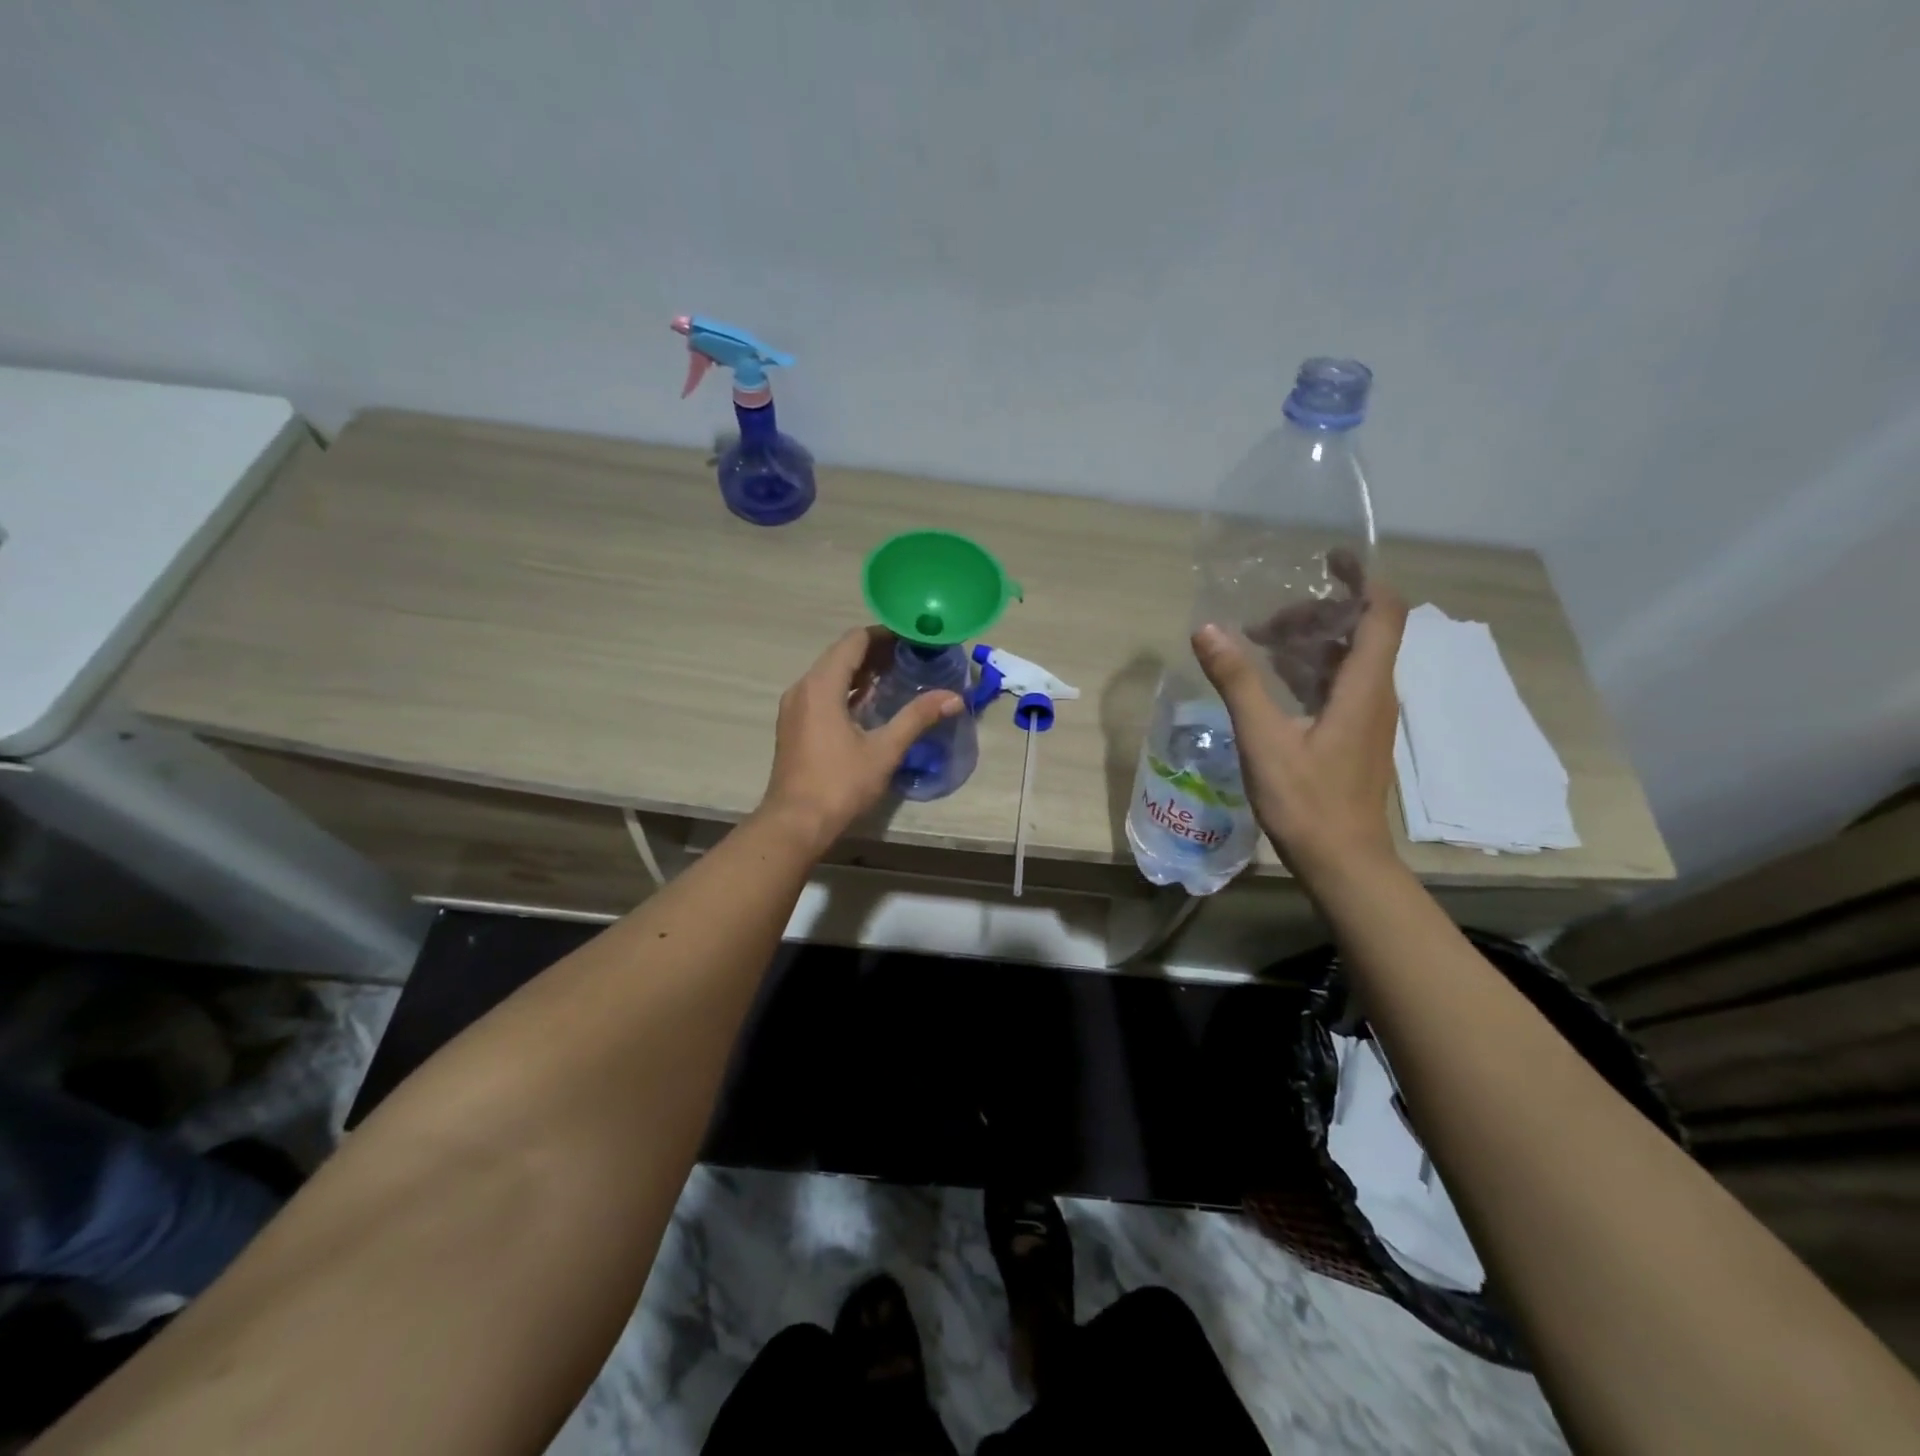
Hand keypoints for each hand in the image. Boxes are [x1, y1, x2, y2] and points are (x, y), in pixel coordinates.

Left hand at [757, 626, 963, 850]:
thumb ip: (917, 718)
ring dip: (862, 670)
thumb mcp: (884, 750)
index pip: (854, 641)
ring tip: (898, 674)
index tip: (914, 637)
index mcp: (821, 685)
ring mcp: (795, 707)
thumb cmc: (839, 784)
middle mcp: (803, 688)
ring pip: (831, 674)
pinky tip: (872, 702)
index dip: (885, 634)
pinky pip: (823, 692)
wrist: (795, 823)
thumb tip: (954, 697)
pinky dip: (848, 689)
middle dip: (877, 651)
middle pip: (841, 654)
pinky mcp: (794, 724)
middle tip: (913, 655)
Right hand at [1193, 576, 1407, 880]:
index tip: (1327, 558)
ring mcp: (1367, 718)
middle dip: (1316, 613)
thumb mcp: (1264, 739)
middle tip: (1263, 619)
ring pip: (1347, 660)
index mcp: (1365, 687)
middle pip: (1360, 631)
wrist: (1342, 861)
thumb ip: (1237, 682)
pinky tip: (1271, 682)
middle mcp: (1375, 694)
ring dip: (1309, 642)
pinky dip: (1309, 671)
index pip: (1382, 612)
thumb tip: (1208, 630)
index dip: (1360, 578)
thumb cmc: (1307, 801)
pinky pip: (1338, 686)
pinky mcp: (1354, 737)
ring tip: (1258, 643)